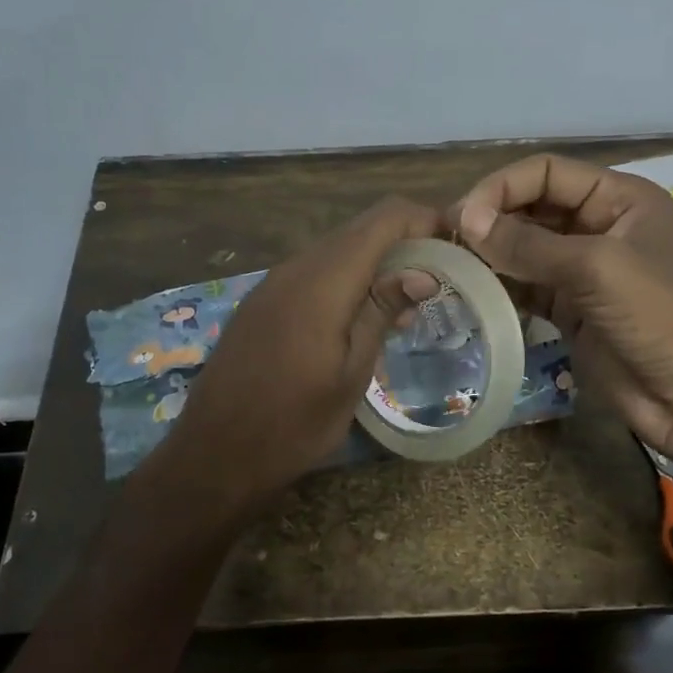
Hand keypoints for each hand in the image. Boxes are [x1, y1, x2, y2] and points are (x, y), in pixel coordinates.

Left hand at [159, 198, 440, 506]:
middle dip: (404, 242)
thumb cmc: (294, 423)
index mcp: (323, 280)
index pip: (384, 218)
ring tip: (407, 305)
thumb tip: (425, 273)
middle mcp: (295, 268)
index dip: (424, 219)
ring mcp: (272, 283)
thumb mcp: (351, 373)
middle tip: (439, 279)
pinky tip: (360, 317)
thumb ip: (382, 312)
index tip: (456, 246)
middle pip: (360, 229)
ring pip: (336, 249)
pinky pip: (312, 272)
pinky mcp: (261, 302)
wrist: (216, 454)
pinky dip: (345, 279)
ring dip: (375, 263)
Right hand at [449, 153, 672, 456]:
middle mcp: (599, 226)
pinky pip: (526, 286)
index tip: (461, 216)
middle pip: (532, 207)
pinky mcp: (570, 309)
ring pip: (524, 248)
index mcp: (619, 198)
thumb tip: (464, 219)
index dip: (502, 187)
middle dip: (491, 219)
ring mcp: (583, 270)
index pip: (547, 172)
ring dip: (490, 254)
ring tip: (450, 266)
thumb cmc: (659, 317)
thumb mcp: (596, 269)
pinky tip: (470, 292)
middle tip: (445, 242)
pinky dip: (500, 287)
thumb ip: (528, 244)